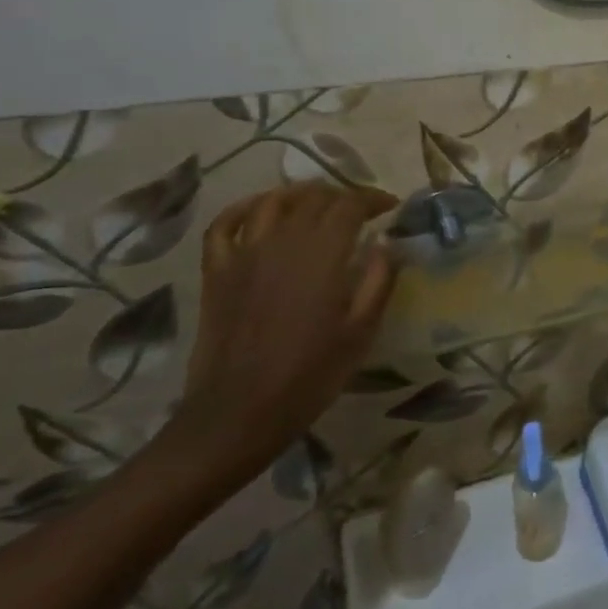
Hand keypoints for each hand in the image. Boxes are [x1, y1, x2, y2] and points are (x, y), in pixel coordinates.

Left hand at [160, 184, 399, 499]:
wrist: (238, 414)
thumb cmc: (310, 376)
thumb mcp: (361, 332)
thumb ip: (378, 281)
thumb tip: (387, 244)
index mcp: (322, 255)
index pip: (350, 205)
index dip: (373, 199)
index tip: (390, 206)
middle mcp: (282, 242)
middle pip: (314, 198)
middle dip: (343, 196)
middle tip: (360, 209)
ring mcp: (244, 254)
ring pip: (273, 202)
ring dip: (300, 194)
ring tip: (317, 201)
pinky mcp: (217, 272)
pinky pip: (225, 225)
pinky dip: (244, 208)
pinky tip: (259, 210)